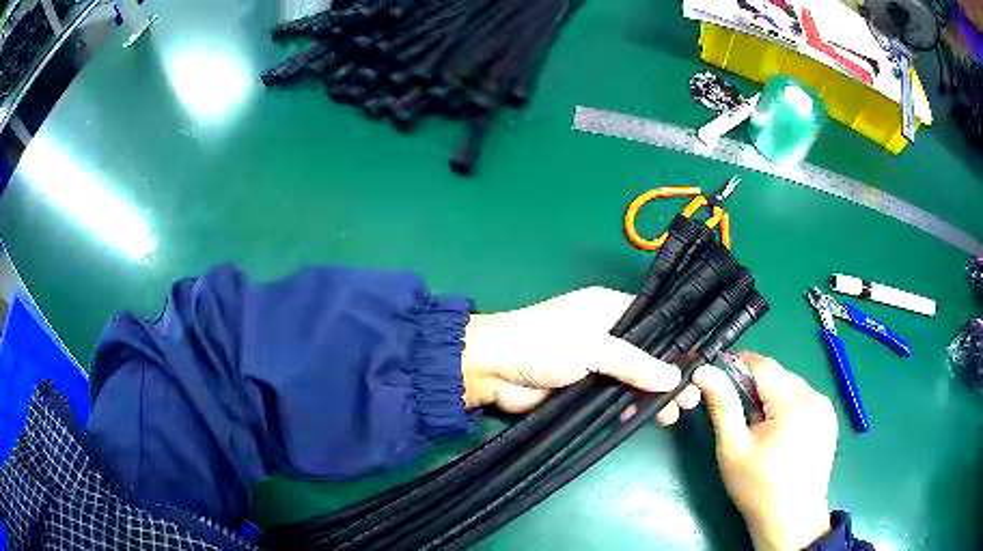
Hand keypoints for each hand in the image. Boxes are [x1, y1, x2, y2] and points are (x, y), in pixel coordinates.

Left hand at [461, 286, 701, 423]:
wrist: (494, 370)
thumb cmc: (543, 344)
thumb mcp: (593, 347)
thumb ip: (635, 363)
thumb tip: (674, 378)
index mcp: (610, 309)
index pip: (655, 322)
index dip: (677, 343)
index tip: (699, 365)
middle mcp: (607, 333)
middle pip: (649, 354)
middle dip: (669, 375)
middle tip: (690, 398)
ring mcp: (596, 363)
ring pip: (634, 378)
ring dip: (653, 395)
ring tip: (675, 413)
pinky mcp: (585, 388)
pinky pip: (616, 397)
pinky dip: (631, 406)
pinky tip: (646, 418)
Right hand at [693, 351, 836, 550]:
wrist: (791, 521)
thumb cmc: (758, 488)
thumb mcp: (733, 449)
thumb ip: (722, 405)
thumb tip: (704, 371)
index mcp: (794, 401)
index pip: (763, 365)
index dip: (739, 365)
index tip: (718, 376)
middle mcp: (815, 396)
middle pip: (779, 376)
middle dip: (756, 388)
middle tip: (740, 418)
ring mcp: (826, 408)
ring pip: (792, 388)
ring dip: (772, 399)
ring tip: (760, 431)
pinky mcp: (829, 420)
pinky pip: (804, 401)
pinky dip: (787, 410)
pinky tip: (779, 437)